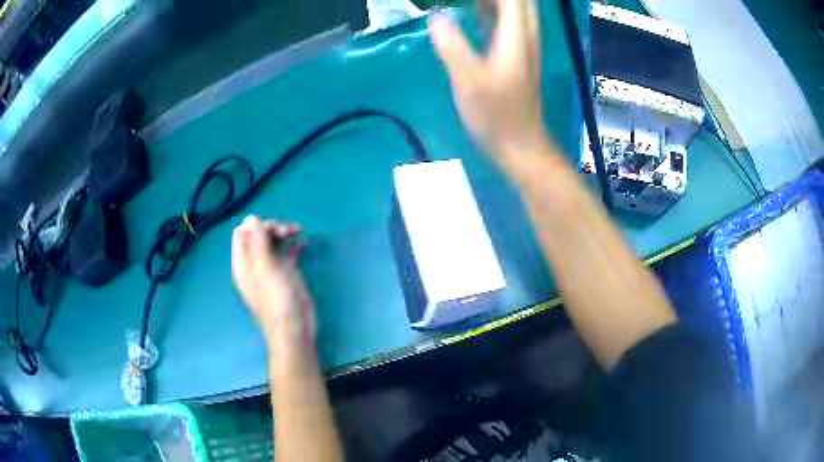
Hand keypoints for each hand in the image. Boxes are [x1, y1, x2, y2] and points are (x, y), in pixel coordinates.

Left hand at [231, 216, 315, 344]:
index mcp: (243, 263)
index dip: (255, 225)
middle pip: (259, 235)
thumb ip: (257, 242)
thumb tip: (250, 218)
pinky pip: (287, 254)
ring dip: (284, 233)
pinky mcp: (286, 275)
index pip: (242, 233)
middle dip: (273, 228)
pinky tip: (303, 243)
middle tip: (289, 231)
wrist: (294, 329)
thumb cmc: (277, 300)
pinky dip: (293, 246)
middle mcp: (255, 264)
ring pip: (273, 243)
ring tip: (298, 232)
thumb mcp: (265, 269)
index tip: (272, 228)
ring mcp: (271, 269)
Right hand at [429, 0, 545, 158]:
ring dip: (494, 2)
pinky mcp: (517, 57)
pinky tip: (473, 13)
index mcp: (517, 36)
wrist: (520, 145)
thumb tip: (436, 17)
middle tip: (466, 3)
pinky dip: (493, 12)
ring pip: (515, 10)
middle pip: (519, 1)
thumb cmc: (495, 115)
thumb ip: (452, 46)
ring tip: (465, 4)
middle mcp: (525, 36)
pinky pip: (509, 23)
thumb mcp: (469, 81)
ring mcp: (523, 46)